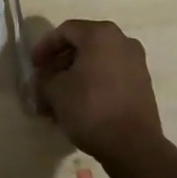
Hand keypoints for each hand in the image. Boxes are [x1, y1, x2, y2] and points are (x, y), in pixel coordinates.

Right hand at [31, 18, 163, 165]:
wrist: (134, 147)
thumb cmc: (91, 108)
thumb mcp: (55, 92)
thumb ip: (44, 80)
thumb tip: (43, 81)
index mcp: (100, 34)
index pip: (65, 31)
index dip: (45, 47)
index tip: (33, 66)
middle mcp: (121, 41)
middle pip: (82, 45)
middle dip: (60, 64)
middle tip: (44, 82)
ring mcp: (136, 63)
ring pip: (97, 62)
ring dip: (75, 77)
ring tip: (59, 100)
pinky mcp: (143, 85)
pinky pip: (111, 76)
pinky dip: (93, 85)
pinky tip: (79, 106)